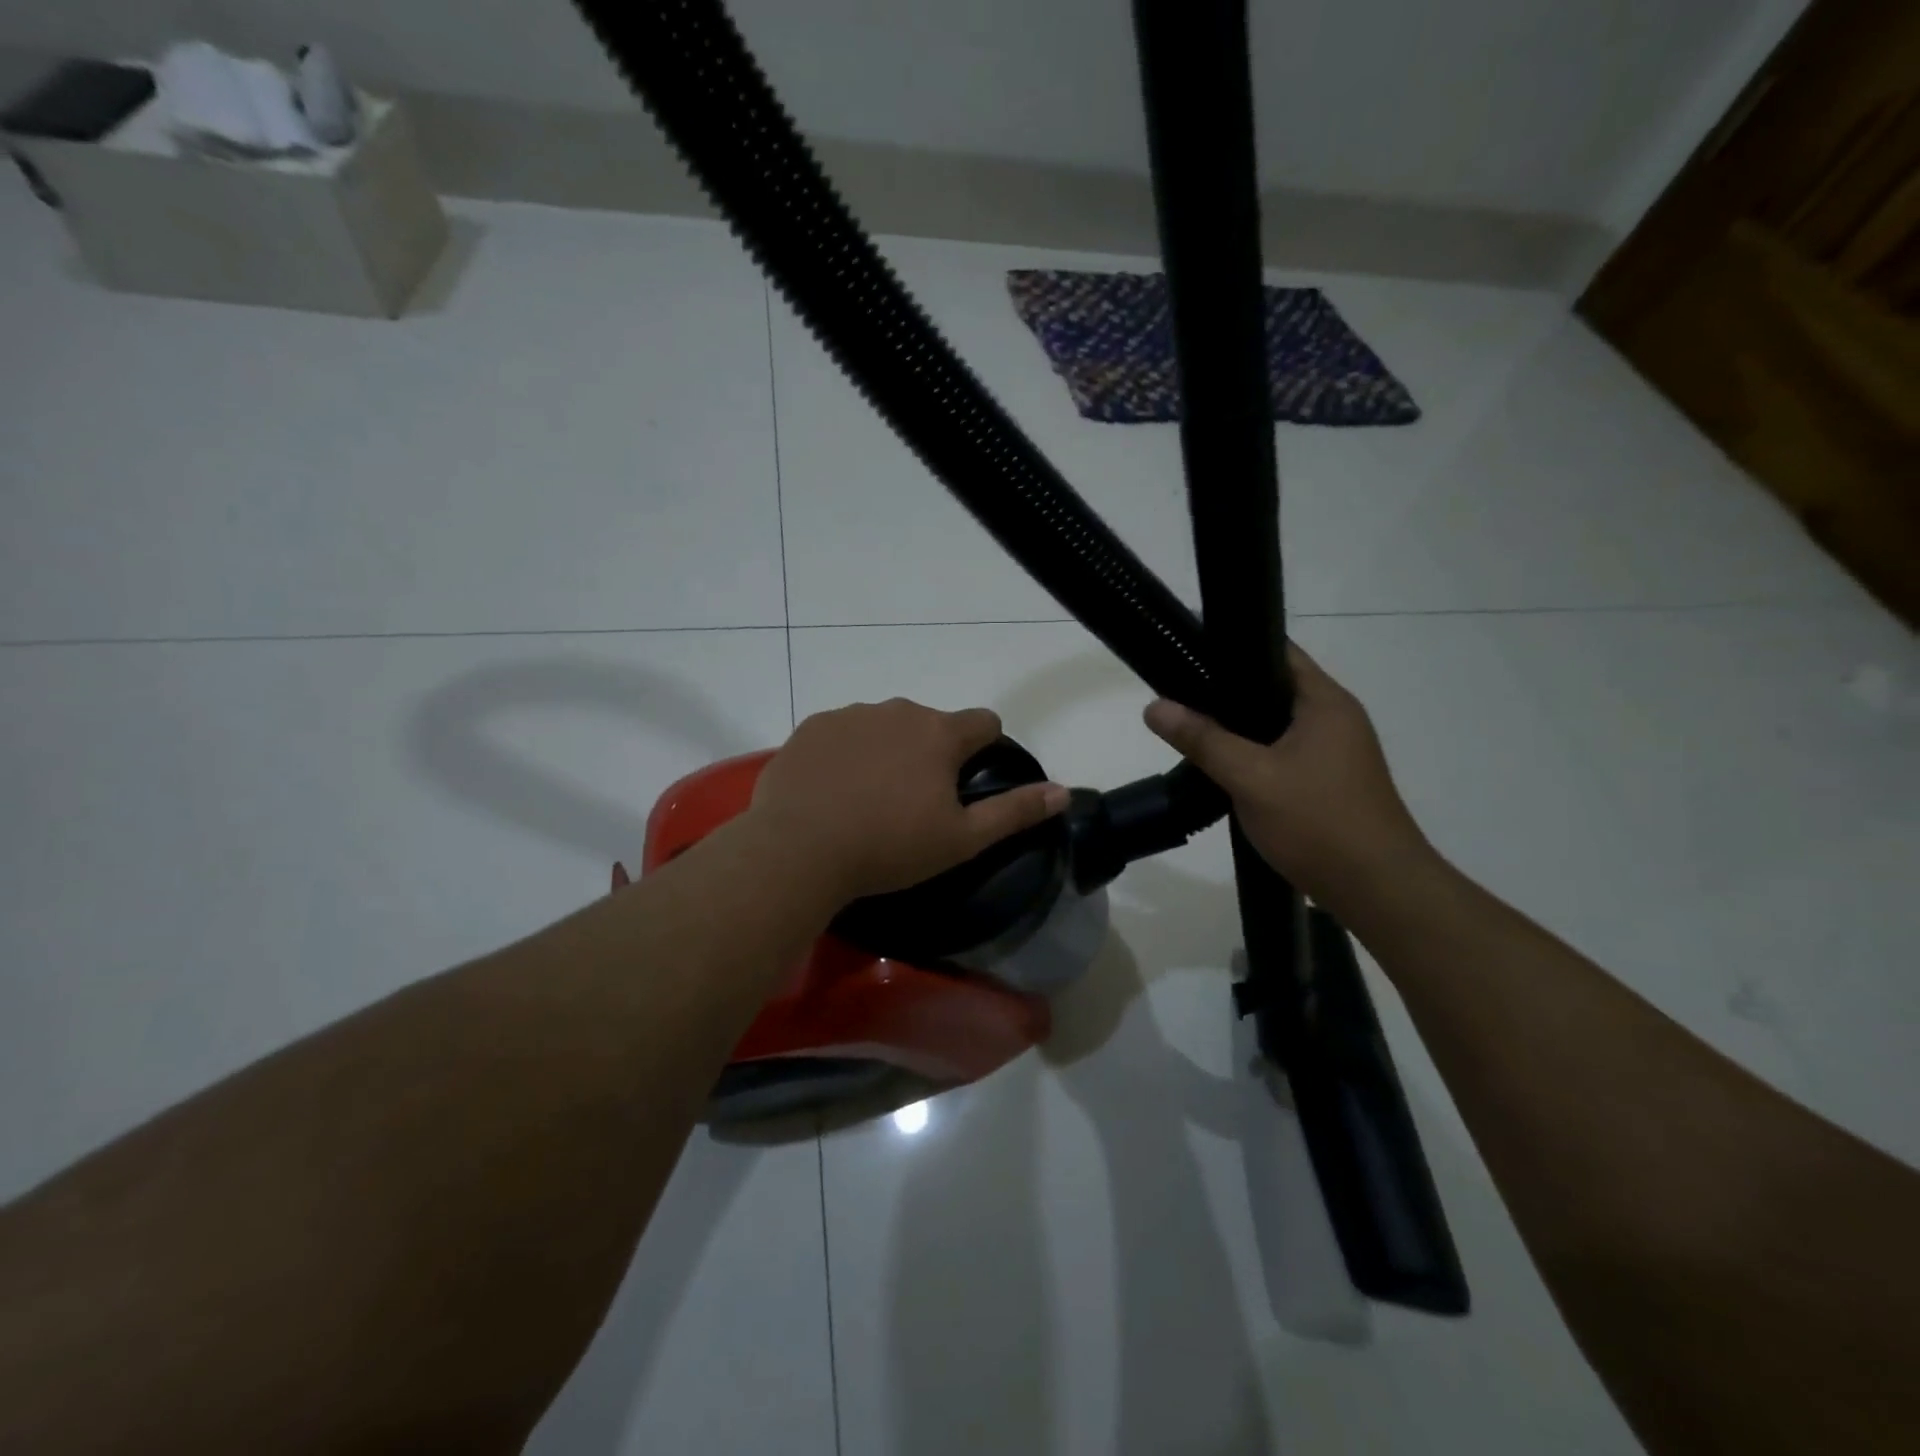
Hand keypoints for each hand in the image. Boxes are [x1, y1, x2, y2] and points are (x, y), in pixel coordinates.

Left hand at [747, 698, 1069, 904]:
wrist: (799, 850)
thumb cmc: (889, 847)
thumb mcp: (961, 840)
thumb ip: (1015, 812)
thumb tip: (1062, 792)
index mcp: (940, 733)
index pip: (984, 722)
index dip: (983, 749)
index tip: (965, 782)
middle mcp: (898, 710)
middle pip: (930, 723)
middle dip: (930, 752)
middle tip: (912, 802)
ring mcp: (850, 714)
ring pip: (884, 725)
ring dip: (886, 749)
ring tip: (868, 798)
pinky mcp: (811, 727)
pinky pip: (842, 732)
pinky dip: (845, 752)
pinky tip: (832, 789)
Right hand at [1144, 643, 1433, 911]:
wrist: (1378, 890)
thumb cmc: (1318, 823)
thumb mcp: (1251, 778)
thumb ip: (1203, 740)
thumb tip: (1154, 706)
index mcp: (1325, 703)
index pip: (1277, 651)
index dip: (1233, 648)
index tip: (1189, 654)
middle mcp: (1336, 718)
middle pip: (1274, 688)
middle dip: (1228, 692)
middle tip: (1180, 696)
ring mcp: (1337, 752)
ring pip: (1277, 725)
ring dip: (1240, 728)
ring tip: (1194, 729)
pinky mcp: (1331, 781)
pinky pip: (1285, 753)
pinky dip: (1256, 754)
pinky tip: (1226, 769)